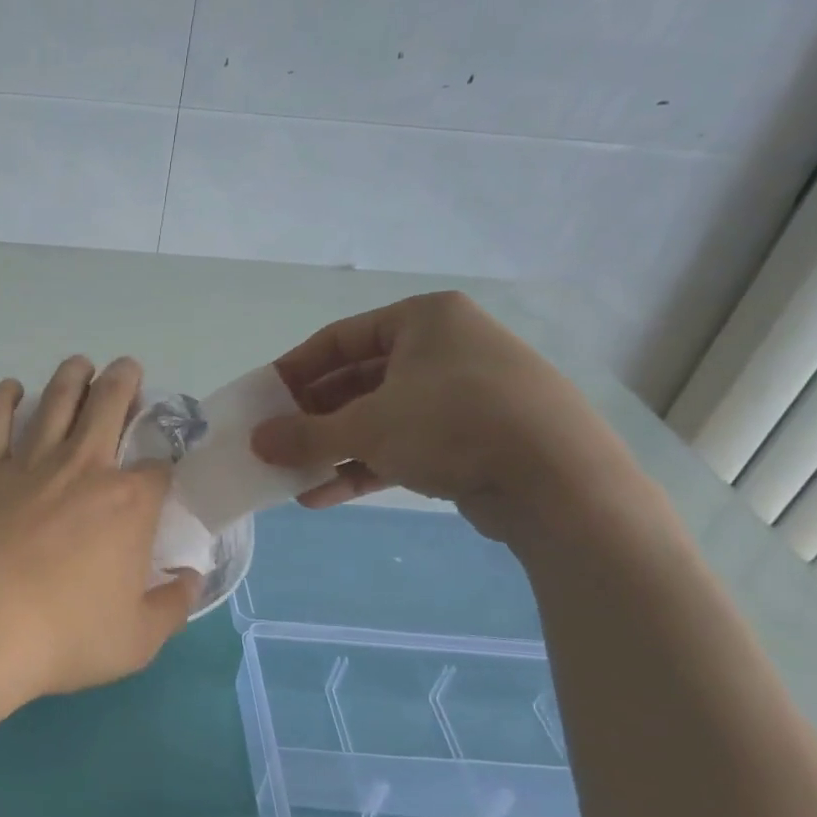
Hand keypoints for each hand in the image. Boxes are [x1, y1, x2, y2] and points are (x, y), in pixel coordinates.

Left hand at [0, 355, 199, 742]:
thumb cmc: (61, 636)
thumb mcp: (136, 640)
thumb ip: (171, 607)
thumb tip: (190, 580)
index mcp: (128, 503)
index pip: (160, 468)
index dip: (166, 465)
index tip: (163, 473)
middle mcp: (83, 468)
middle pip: (109, 406)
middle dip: (124, 383)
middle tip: (128, 369)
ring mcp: (28, 464)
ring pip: (55, 401)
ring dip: (72, 377)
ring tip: (80, 364)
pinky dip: (3, 398)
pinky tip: (10, 389)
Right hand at [251, 292, 639, 540]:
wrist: (560, 483)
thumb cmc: (452, 425)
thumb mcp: (366, 427)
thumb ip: (304, 434)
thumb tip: (256, 442)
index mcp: (423, 320)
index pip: (339, 339)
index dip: (294, 370)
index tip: (264, 399)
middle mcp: (445, 349)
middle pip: (358, 380)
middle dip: (313, 417)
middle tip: (276, 442)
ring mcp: (464, 396)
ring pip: (381, 418)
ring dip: (334, 448)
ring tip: (293, 476)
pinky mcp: (475, 440)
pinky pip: (407, 446)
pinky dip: (366, 467)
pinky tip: (324, 496)